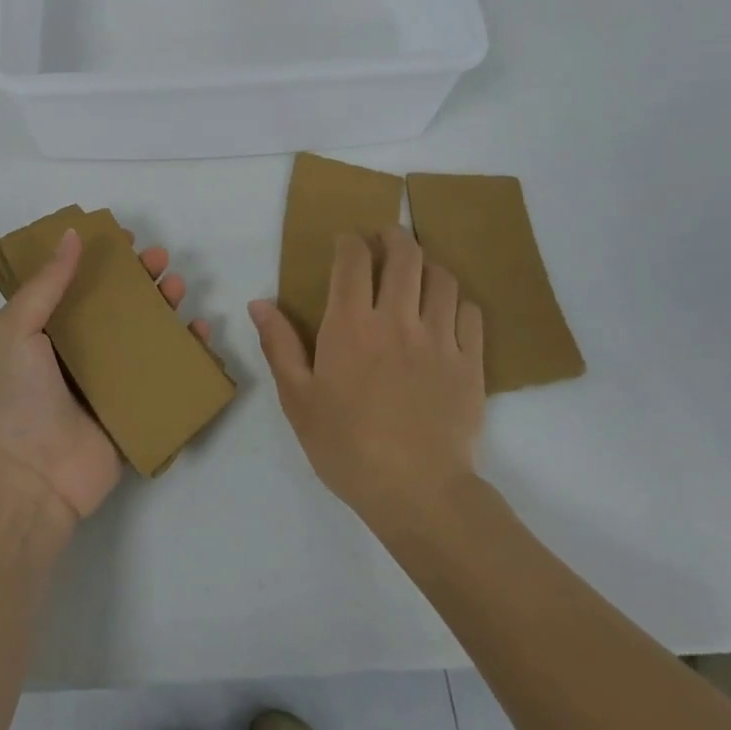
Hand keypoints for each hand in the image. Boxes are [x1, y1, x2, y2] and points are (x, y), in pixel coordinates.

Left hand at [0, 228, 210, 527]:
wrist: (31, 479)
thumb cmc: (16, 397)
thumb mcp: (16, 329)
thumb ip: (46, 283)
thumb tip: (73, 234)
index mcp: (47, 332)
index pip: (78, 285)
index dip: (101, 260)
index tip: (125, 239)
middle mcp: (79, 353)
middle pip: (117, 307)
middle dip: (140, 279)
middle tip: (160, 259)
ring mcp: (109, 382)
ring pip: (144, 335)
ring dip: (164, 307)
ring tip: (177, 286)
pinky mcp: (135, 410)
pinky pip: (165, 375)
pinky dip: (187, 352)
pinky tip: (201, 332)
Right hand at [249, 225, 484, 527]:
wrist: (418, 492)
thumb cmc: (346, 446)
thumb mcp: (298, 399)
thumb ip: (279, 345)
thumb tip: (260, 302)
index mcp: (350, 324)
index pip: (354, 259)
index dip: (350, 241)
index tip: (345, 243)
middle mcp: (397, 319)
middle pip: (405, 254)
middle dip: (394, 236)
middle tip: (386, 239)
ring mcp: (439, 339)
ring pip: (442, 277)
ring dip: (427, 265)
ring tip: (417, 274)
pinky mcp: (470, 363)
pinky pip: (470, 313)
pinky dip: (457, 302)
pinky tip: (446, 313)